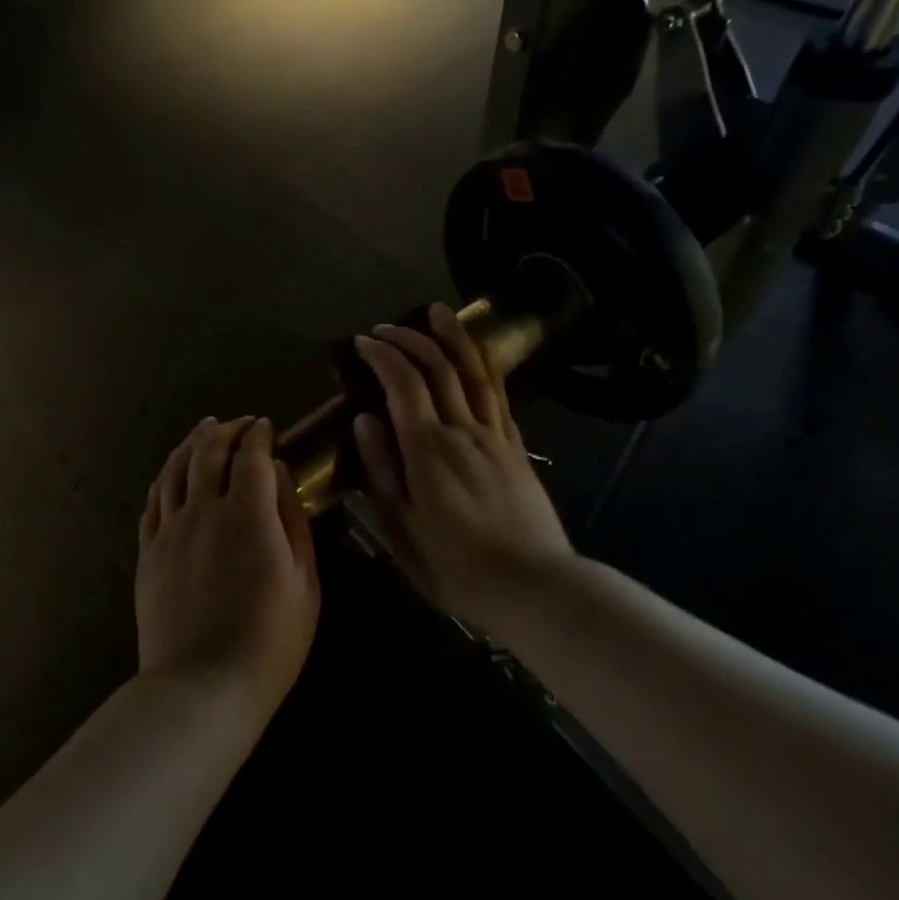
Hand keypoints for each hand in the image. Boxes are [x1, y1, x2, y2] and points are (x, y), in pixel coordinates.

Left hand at [137, 417, 319, 725]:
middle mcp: (203, 509)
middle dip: (224, 430)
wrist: (202, 687)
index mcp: (247, 513)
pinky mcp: (148, 552)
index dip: (258, 435)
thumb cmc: (269, 640)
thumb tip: (280, 474)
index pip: (250, 455)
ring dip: (191, 443)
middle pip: (208, 452)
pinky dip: (165, 477)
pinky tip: (172, 474)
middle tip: (237, 423)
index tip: (265, 426)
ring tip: (203, 430)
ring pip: (175, 469)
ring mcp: (169, 529)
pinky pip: (153, 501)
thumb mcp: (303, 581)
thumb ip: (292, 519)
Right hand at [351, 303, 575, 620]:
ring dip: (453, 337)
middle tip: (385, 328)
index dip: (382, 355)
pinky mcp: (516, 446)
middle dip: (409, 339)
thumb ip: (382, 471)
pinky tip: (476, 357)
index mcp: (428, 449)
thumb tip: (363, 420)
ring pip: (473, 371)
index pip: (403, 383)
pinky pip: (499, 394)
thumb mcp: (402, 529)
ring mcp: (494, 435)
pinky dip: (483, 366)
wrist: (535, 587)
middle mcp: (462, 430)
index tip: (363, 341)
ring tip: (438, 311)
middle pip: (437, 367)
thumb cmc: (457, 567)